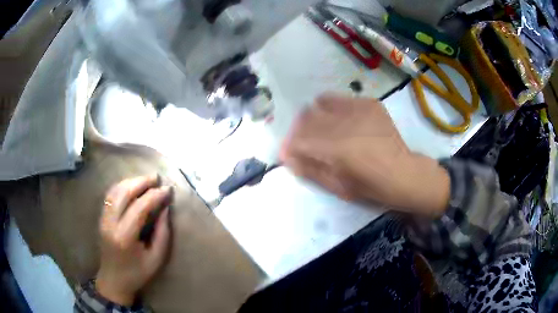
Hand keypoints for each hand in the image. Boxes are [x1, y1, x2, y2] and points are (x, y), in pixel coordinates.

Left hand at [96, 175, 172, 305]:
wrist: (113, 280)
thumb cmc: (137, 273)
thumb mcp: (156, 259)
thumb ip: (162, 234)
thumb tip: (165, 209)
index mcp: (125, 237)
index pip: (139, 207)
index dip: (155, 196)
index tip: (168, 190)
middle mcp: (111, 224)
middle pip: (124, 193)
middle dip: (141, 182)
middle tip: (156, 177)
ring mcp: (103, 219)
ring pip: (115, 191)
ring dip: (131, 181)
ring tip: (146, 180)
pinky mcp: (101, 218)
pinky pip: (110, 195)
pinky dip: (122, 186)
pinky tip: (132, 186)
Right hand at [280, 94, 449, 215]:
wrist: (402, 172)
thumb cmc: (369, 186)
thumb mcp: (336, 186)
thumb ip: (309, 169)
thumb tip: (286, 155)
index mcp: (334, 149)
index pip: (297, 139)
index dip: (290, 145)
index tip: (291, 151)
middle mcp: (343, 123)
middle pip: (306, 118)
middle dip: (300, 130)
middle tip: (308, 140)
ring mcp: (358, 109)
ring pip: (321, 103)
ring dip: (316, 115)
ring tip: (324, 128)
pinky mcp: (369, 104)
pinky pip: (342, 99)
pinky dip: (335, 108)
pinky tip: (343, 120)